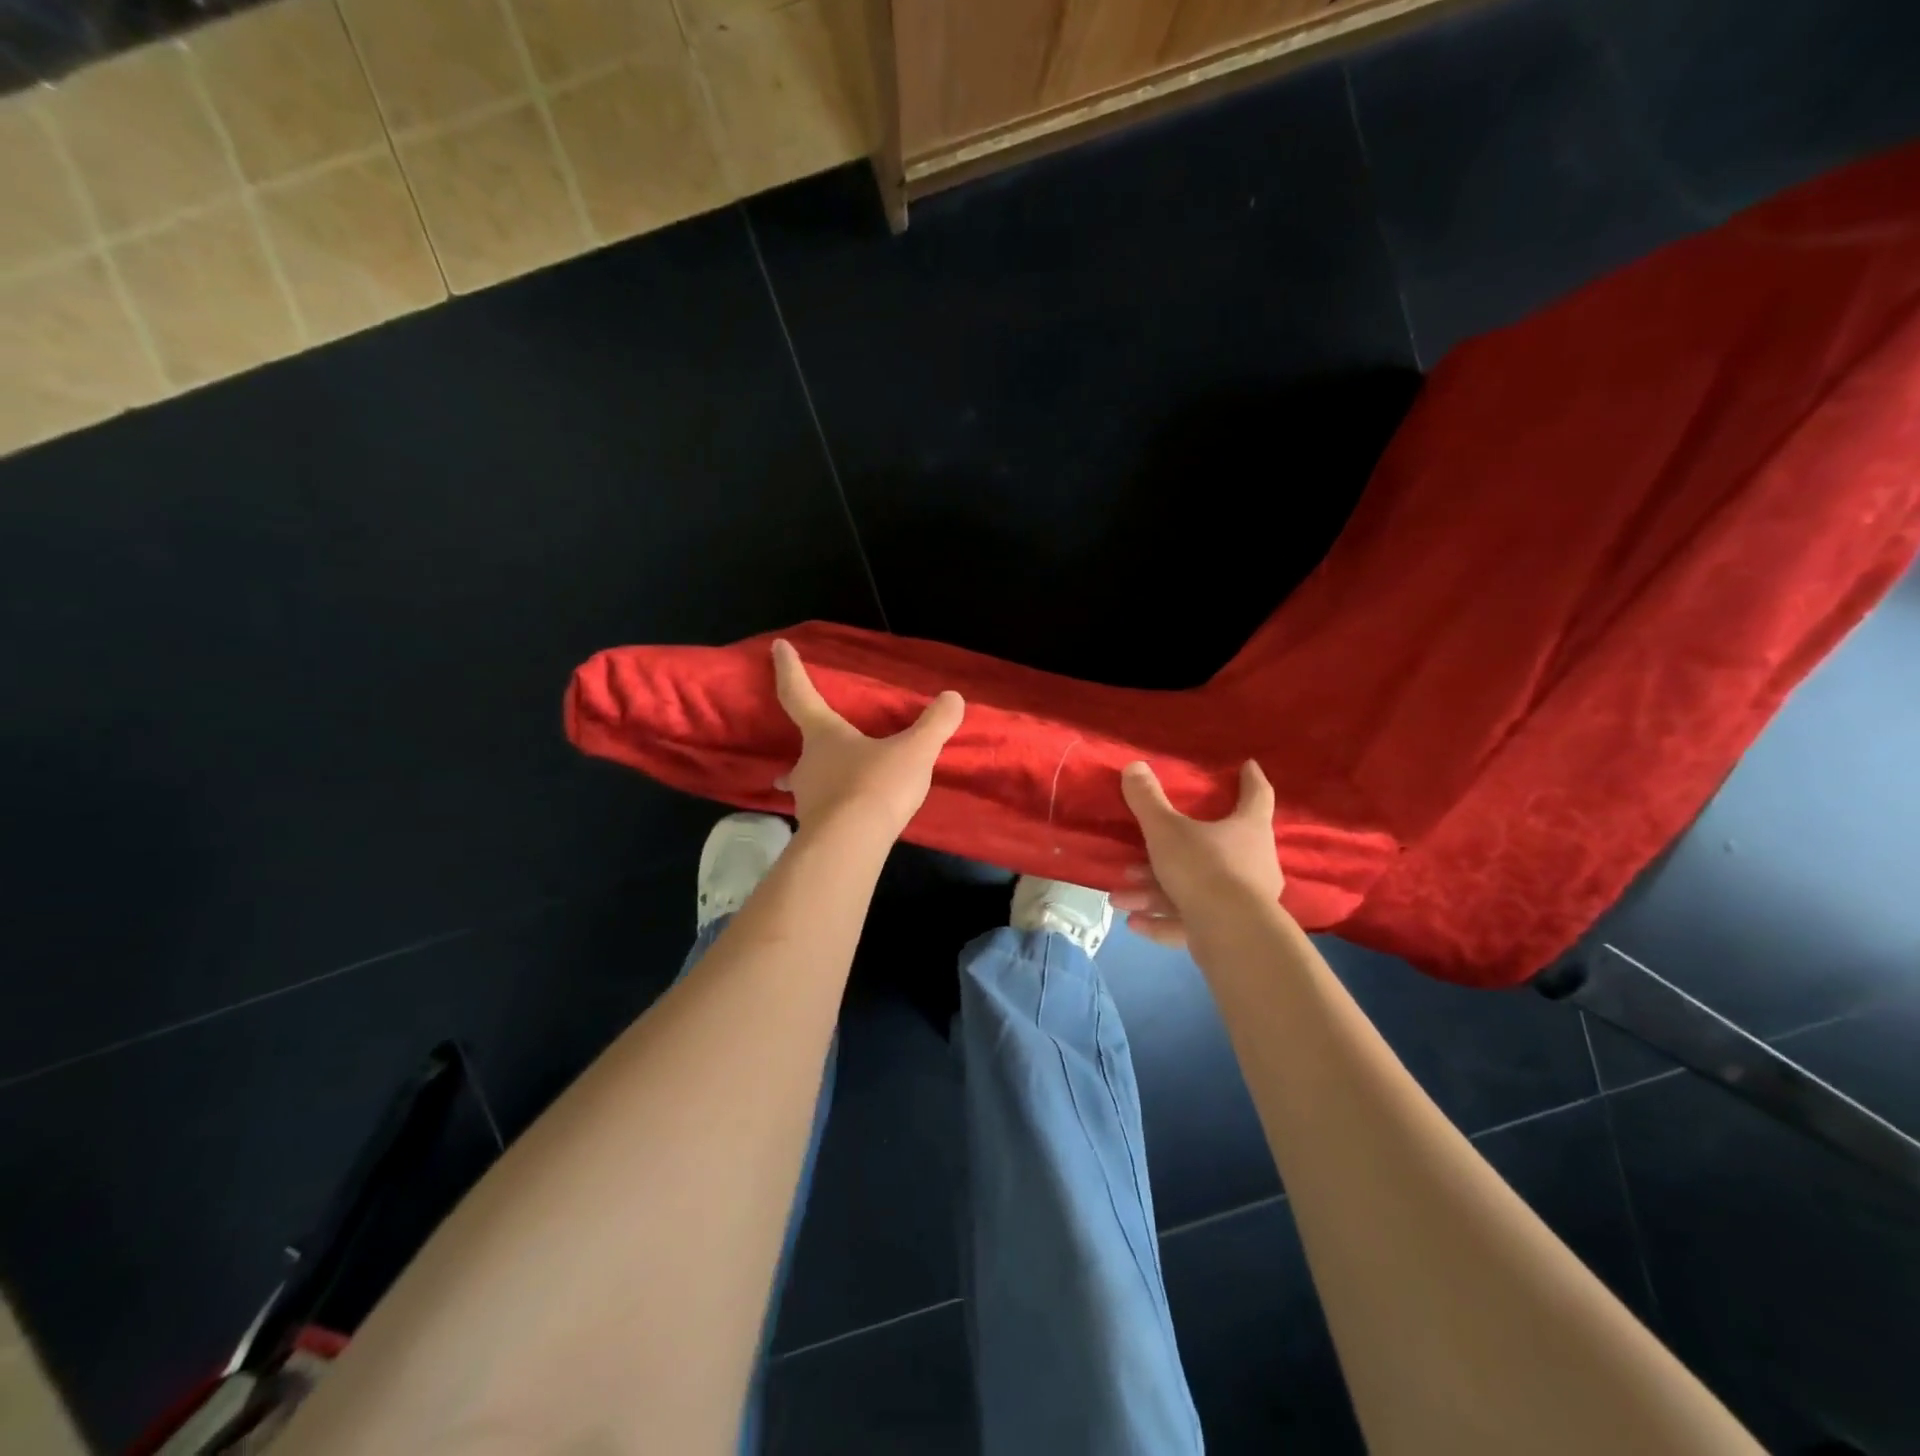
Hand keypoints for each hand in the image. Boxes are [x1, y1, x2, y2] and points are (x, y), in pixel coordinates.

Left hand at [772, 639, 963, 837]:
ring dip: (816, 779)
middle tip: (815, 742)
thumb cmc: (876, 786)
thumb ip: (935, 724)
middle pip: (802, 747)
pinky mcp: (815, 831)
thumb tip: (954, 697)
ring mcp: (807, 801)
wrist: (851, 846)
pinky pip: (822, 813)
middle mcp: (807, 765)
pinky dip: (831, 810)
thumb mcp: (915, 752)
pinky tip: (845, 818)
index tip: (778, 647)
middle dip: (809, 741)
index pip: (800, 694)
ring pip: (807, 783)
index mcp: (824, 736)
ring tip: (828, 784)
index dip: (789, 669)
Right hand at [1111, 759, 1284, 947]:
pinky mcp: (1229, 932)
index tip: (1248, 766)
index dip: (1251, 779)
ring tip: (1121, 897)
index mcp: (1248, 829)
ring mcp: (1244, 901)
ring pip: (1193, 889)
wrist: (1231, 935)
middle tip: (1145, 848)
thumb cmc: (1204, 868)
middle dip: (1174, 850)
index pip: (1257, 795)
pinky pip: (1190, 921)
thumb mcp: (1166, 830)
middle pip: (1214, 847)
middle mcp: (1253, 862)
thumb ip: (1148, 800)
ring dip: (1155, 892)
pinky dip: (1162, 921)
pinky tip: (1133, 923)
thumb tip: (1134, 766)